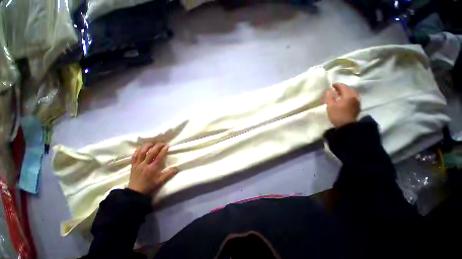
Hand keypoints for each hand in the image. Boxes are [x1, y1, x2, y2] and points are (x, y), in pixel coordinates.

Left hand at [128, 143, 177, 195]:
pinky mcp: (133, 165)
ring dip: (147, 146)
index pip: (159, 157)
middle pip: (151, 152)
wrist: (135, 193)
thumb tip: (177, 168)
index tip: (167, 146)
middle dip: (157, 146)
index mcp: (152, 168)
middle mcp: (145, 164)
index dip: (163, 150)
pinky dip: (138, 150)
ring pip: (142, 152)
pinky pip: (134, 156)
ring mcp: (138, 164)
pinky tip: (141, 148)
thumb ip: (168, 174)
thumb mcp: (160, 182)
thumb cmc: (149, 186)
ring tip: (152, 143)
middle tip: (162, 143)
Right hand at [324, 83, 360, 127]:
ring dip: (346, 92)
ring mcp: (357, 101)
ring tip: (339, 94)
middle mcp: (355, 96)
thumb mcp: (330, 106)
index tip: (331, 85)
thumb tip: (328, 89)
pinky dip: (348, 96)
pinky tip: (344, 99)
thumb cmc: (337, 115)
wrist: (347, 126)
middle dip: (342, 88)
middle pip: (349, 88)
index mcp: (348, 95)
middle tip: (335, 89)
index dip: (337, 85)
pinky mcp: (357, 106)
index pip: (343, 86)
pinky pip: (353, 97)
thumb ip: (329, 96)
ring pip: (352, 93)